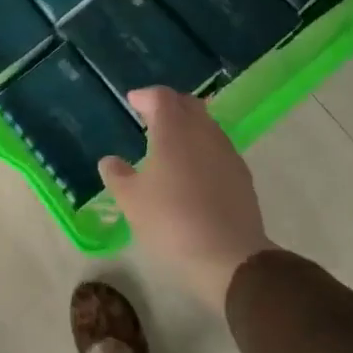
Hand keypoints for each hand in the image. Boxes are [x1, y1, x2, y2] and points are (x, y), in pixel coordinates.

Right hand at [97, 87, 272, 312]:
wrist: (229, 256)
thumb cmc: (171, 221)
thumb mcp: (131, 200)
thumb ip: (117, 175)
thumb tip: (110, 160)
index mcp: (174, 131)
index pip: (161, 97)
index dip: (145, 96)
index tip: (132, 101)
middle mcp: (204, 133)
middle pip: (188, 105)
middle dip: (169, 105)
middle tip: (150, 116)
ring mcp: (227, 153)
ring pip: (206, 126)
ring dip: (188, 126)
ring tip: (170, 144)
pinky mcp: (241, 175)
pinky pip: (218, 148)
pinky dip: (201, 148)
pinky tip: (192, 170)